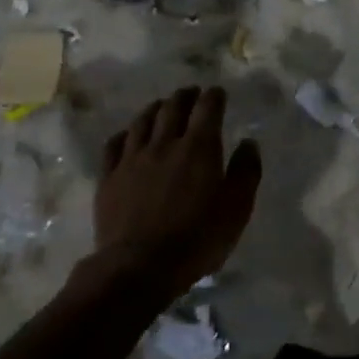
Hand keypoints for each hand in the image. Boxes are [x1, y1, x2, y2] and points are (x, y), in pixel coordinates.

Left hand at [78, 86, 261, 307]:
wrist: (139, 266)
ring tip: (161, 106)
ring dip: (155, 109)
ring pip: (142, 121)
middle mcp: (164, 143)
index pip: (207, 108)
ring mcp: (132, 158)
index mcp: (198, 148)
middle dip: (185, 96)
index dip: (214, 96)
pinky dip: (126, 134)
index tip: (218, 92)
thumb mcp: (236, 210)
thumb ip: (246, 172)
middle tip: (191, 93)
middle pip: (173, 108)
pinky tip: (128, 135)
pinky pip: (115, 144)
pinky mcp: (109, 177)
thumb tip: (248, 143)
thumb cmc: (197, 239)